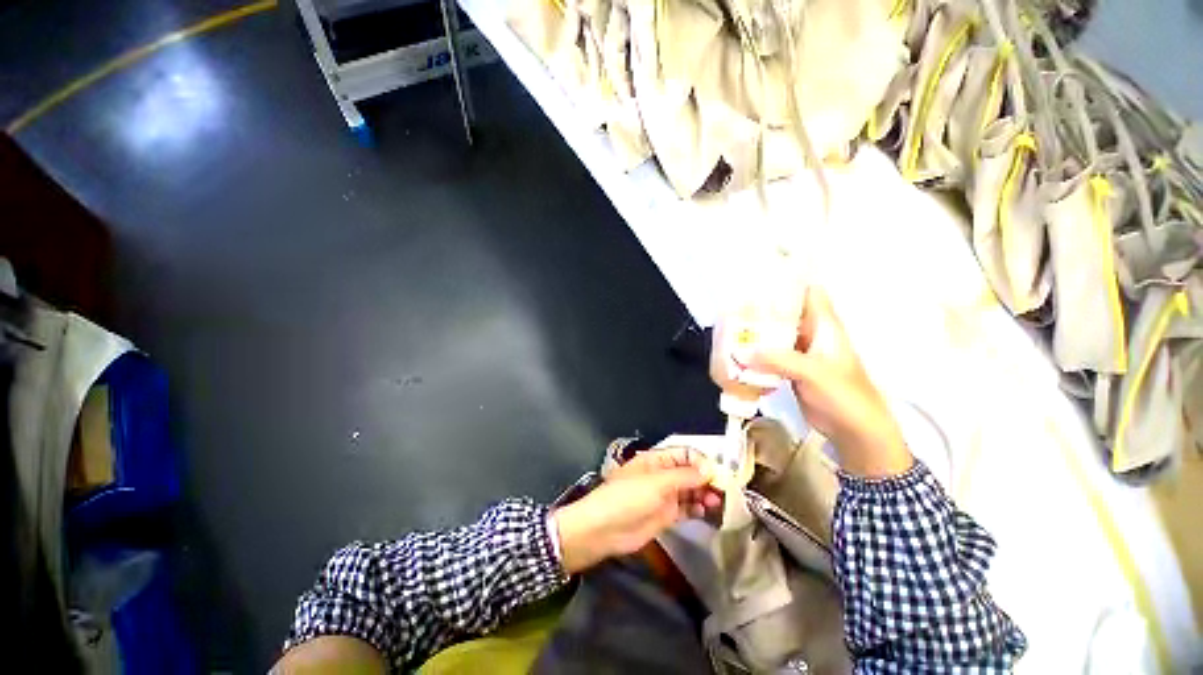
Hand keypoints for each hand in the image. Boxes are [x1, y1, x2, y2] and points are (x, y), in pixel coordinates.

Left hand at [552, 448, 721, 573]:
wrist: (604, 529)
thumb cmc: (628, 497)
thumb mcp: (656, 483)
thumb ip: (684, 477)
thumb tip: (710, 468)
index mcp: (657, 460)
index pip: (684, 454)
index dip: (701, 461)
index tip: (718, 473)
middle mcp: (663, 475)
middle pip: (690, 473)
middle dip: (706, 479)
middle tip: (724, 491)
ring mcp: (665, 495)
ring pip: (691, 491)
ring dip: (705, 494)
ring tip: (718, 502)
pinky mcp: (666, 514)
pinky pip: (687, 508)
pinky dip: (698, 508)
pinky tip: (707, 512)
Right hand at [751, 286, 911, 477]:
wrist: (853, 430)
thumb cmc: (844, 395)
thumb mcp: (813, 373)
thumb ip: (778, 360)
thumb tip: (740, 352)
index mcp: (824, 326)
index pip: (808, 293)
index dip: (789, 281)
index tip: (762, 276)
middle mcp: (811, 334)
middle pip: (786, 312)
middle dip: (763, 306)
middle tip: (735, 303)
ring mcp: (800, 352)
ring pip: (776, 333)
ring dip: (757, 331)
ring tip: (731, 324)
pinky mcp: (790, 369)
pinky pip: (770, 354)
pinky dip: (756, 352)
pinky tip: (738, 352)